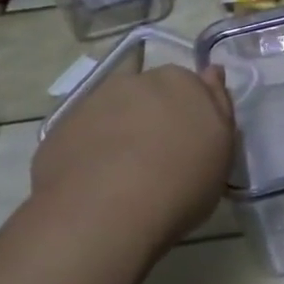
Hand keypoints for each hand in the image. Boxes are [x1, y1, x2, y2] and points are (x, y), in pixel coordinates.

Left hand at [26, 65, 234, 257]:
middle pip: (151, 93)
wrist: (105, 211)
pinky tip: (95, 181)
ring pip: (115, 110)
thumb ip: (218, 106)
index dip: (190, 113)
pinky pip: (85, 133)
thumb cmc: (181, 183)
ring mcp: (95, 101)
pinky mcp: (61, 127)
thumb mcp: (222, 150)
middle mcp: (137, 80)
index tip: (190, 141)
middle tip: (159, 157)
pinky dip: (91, 148)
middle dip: (155, 115)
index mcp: (182, 82)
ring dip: (121, 129)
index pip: (191, 86)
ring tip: (124, 173)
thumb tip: (211, 72)